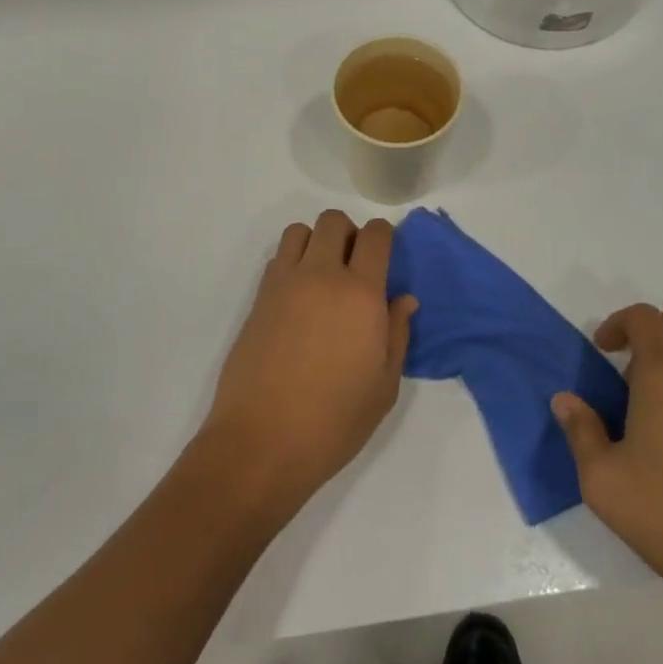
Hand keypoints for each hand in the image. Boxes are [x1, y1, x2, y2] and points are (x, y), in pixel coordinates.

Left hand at [201, 211, 418, 510]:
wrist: (261, 442)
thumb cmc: (334, 421)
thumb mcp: (384, 386)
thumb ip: (397, 334)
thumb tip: (404, 300)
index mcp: (360, 293)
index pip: (375, 235)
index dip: (384, 236)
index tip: (387, 256)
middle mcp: (321, 276)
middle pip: (334, 221)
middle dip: (350, 234)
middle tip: (356, 268)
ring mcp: (284, 283)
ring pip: (300, 231)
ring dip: (316, 242)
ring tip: (323, 277)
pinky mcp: (258, 298)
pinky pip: (277, 258)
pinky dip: (292, 262)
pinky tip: (299, 299)